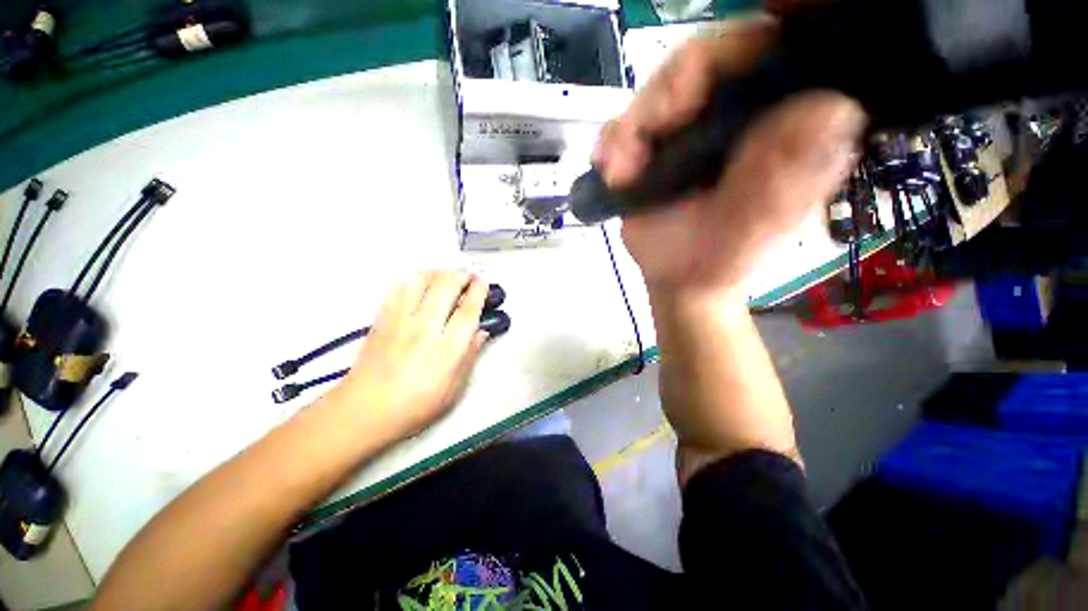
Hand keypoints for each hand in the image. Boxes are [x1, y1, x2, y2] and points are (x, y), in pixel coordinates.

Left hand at [323, 271, 489, 440]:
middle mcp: (425, 328)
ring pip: (421, 281)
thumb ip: (470, 356)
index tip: (482, 282)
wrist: (364, 411)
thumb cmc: (416, 405)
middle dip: (461, 275)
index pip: (468, 310)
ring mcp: (400, 321)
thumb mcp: (454, 388)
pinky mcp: (382, 320)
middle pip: (446, 287)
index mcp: (447, 349)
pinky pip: (398, 289)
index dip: (478, 291)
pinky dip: (413, 280)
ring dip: (437, 273)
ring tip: (445, 275)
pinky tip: (419, 284)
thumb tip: (481, 332)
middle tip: (468, 275)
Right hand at [595, 18, 865, 301]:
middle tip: (644, 135)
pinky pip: (628, 124)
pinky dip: (613, 143)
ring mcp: (693, 125)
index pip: (774, 51)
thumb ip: (789, 180)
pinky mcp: (656, 144)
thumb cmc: (720, 261)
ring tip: (619, 170)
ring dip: (631, 127)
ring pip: (659, 90)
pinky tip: (611, 169)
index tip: (694, 86)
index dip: (739, 48)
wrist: (677, 279)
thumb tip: (829, 109)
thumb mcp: (757, 229)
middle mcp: (740, 111)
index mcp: (782, 122)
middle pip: (705, 61)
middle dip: (666, 94)